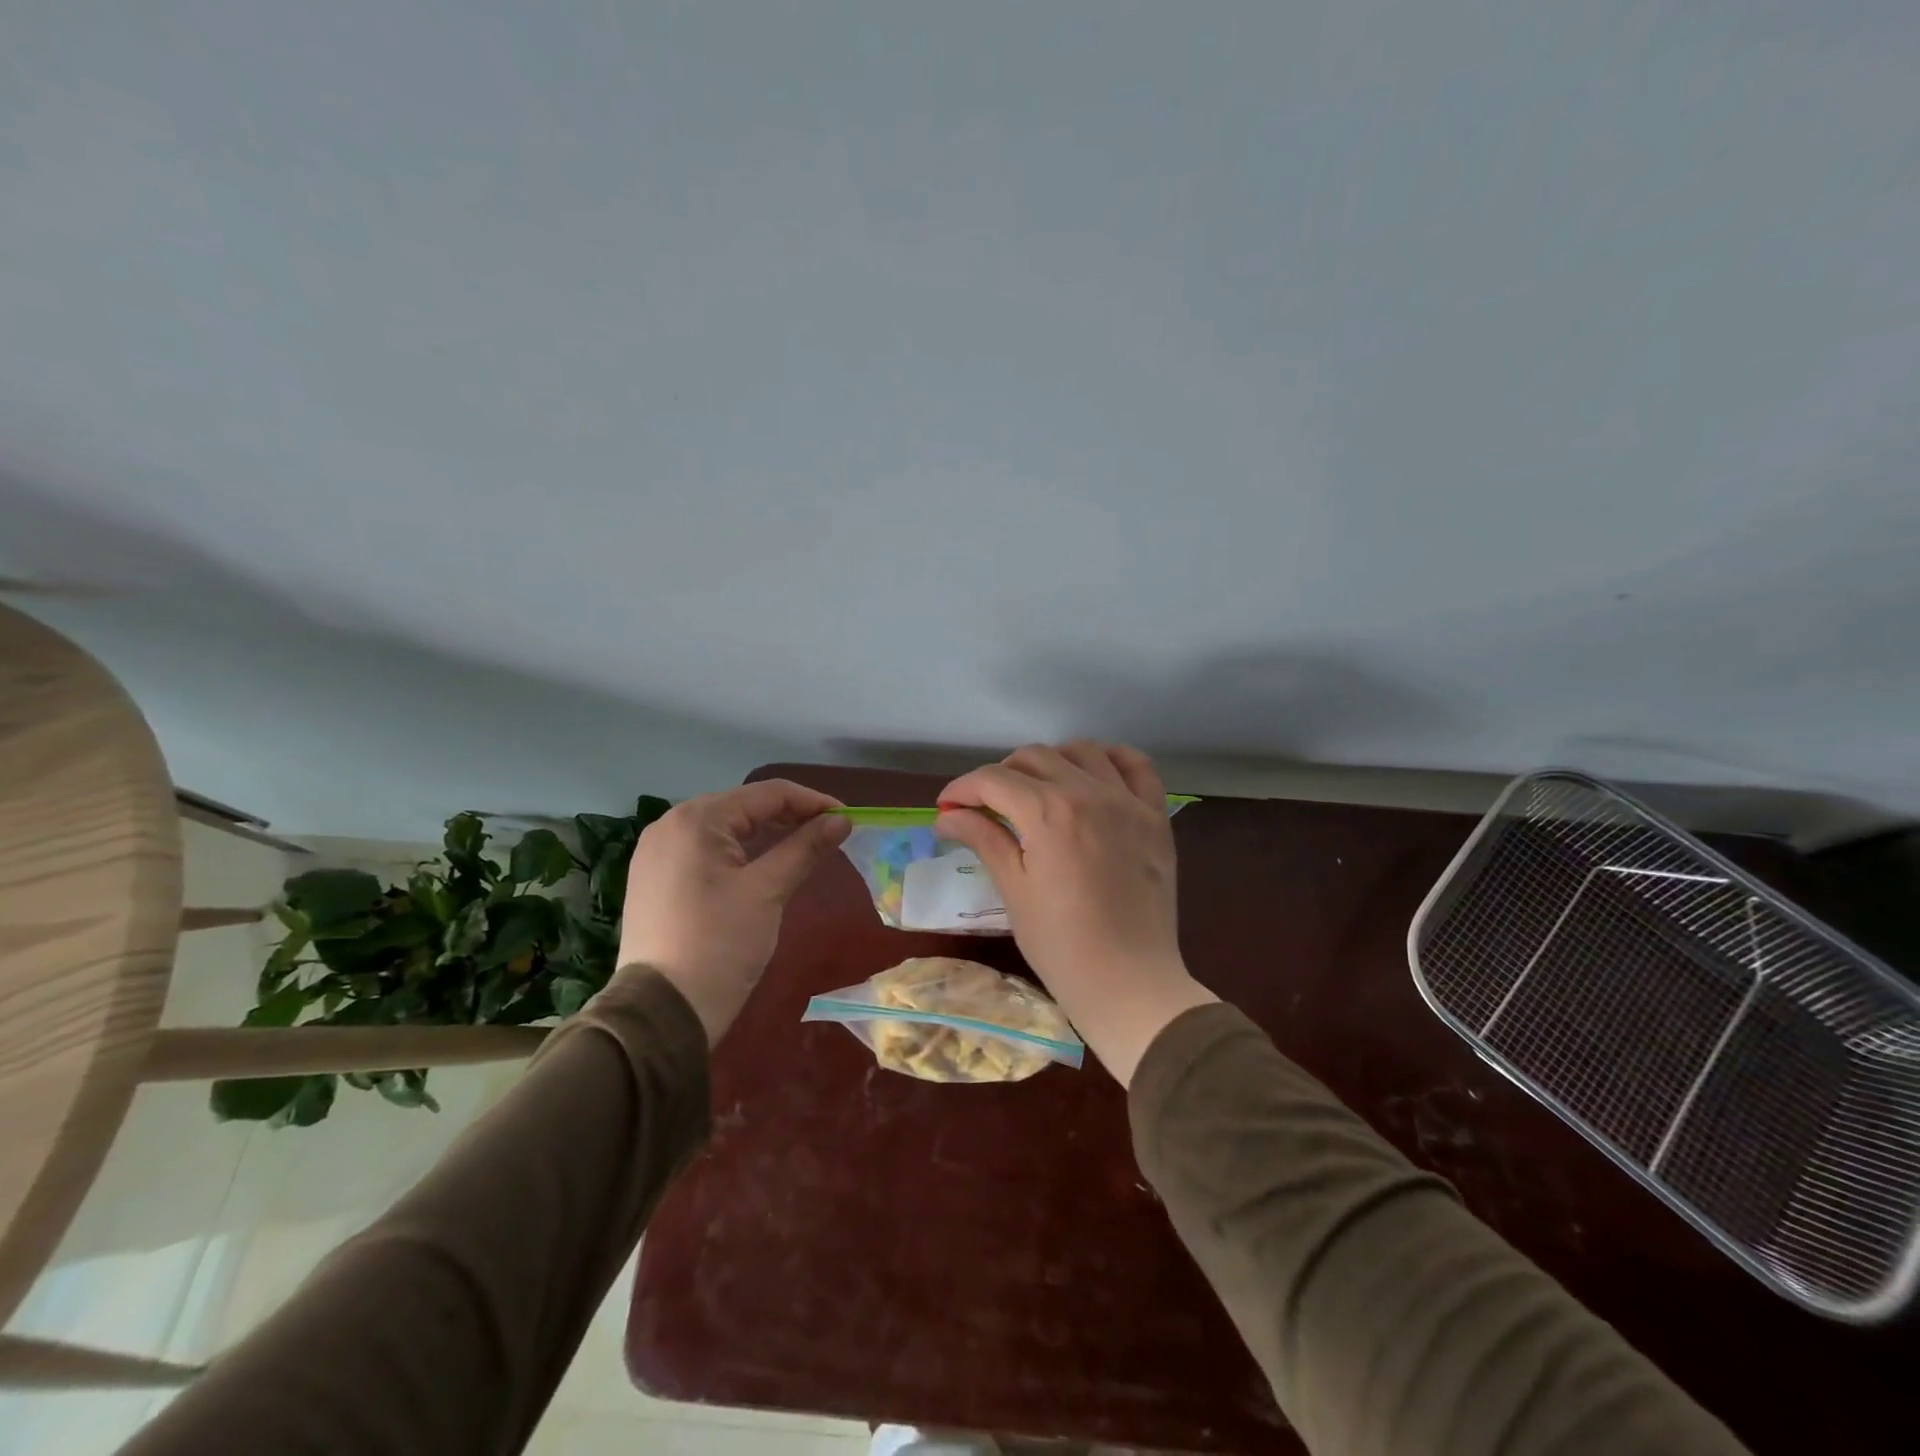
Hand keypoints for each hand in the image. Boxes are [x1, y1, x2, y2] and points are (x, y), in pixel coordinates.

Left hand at [616, 780, 850, 1043]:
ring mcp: (658, 853)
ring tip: (804, 848)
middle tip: (830, 834)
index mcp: (696, 820)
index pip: (766, 794)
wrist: (660, 1014)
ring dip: (766, 834)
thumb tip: (841, 819)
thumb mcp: (768, 891)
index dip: (812, 802)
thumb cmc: (719, 945)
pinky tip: (764, 867)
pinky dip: (740, 853)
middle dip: (789, 816)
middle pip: (743, 807)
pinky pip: (707, 851)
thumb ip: (806, 847)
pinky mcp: (656, 880)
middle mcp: (671, 825)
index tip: (848, 818)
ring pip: (725, 829)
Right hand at [933, 741, 1216, 1084]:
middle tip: (986, 805)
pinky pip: (1136, 766)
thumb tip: (947, 816)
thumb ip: (984, 839)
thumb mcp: (1014, 890)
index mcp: (1048, 812)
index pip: (994, 780)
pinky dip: (1111, 759)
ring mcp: (1128, 801)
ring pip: (1083, 751)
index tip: (947, 808)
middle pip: (1034, 757)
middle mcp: (1089, 792)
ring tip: (1037, 789)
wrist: (1129, 983)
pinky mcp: (1156, 817)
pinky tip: (1093, 775)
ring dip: (1051, 761)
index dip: (962, 789)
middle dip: (1000, 775)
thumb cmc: (1061, 945)